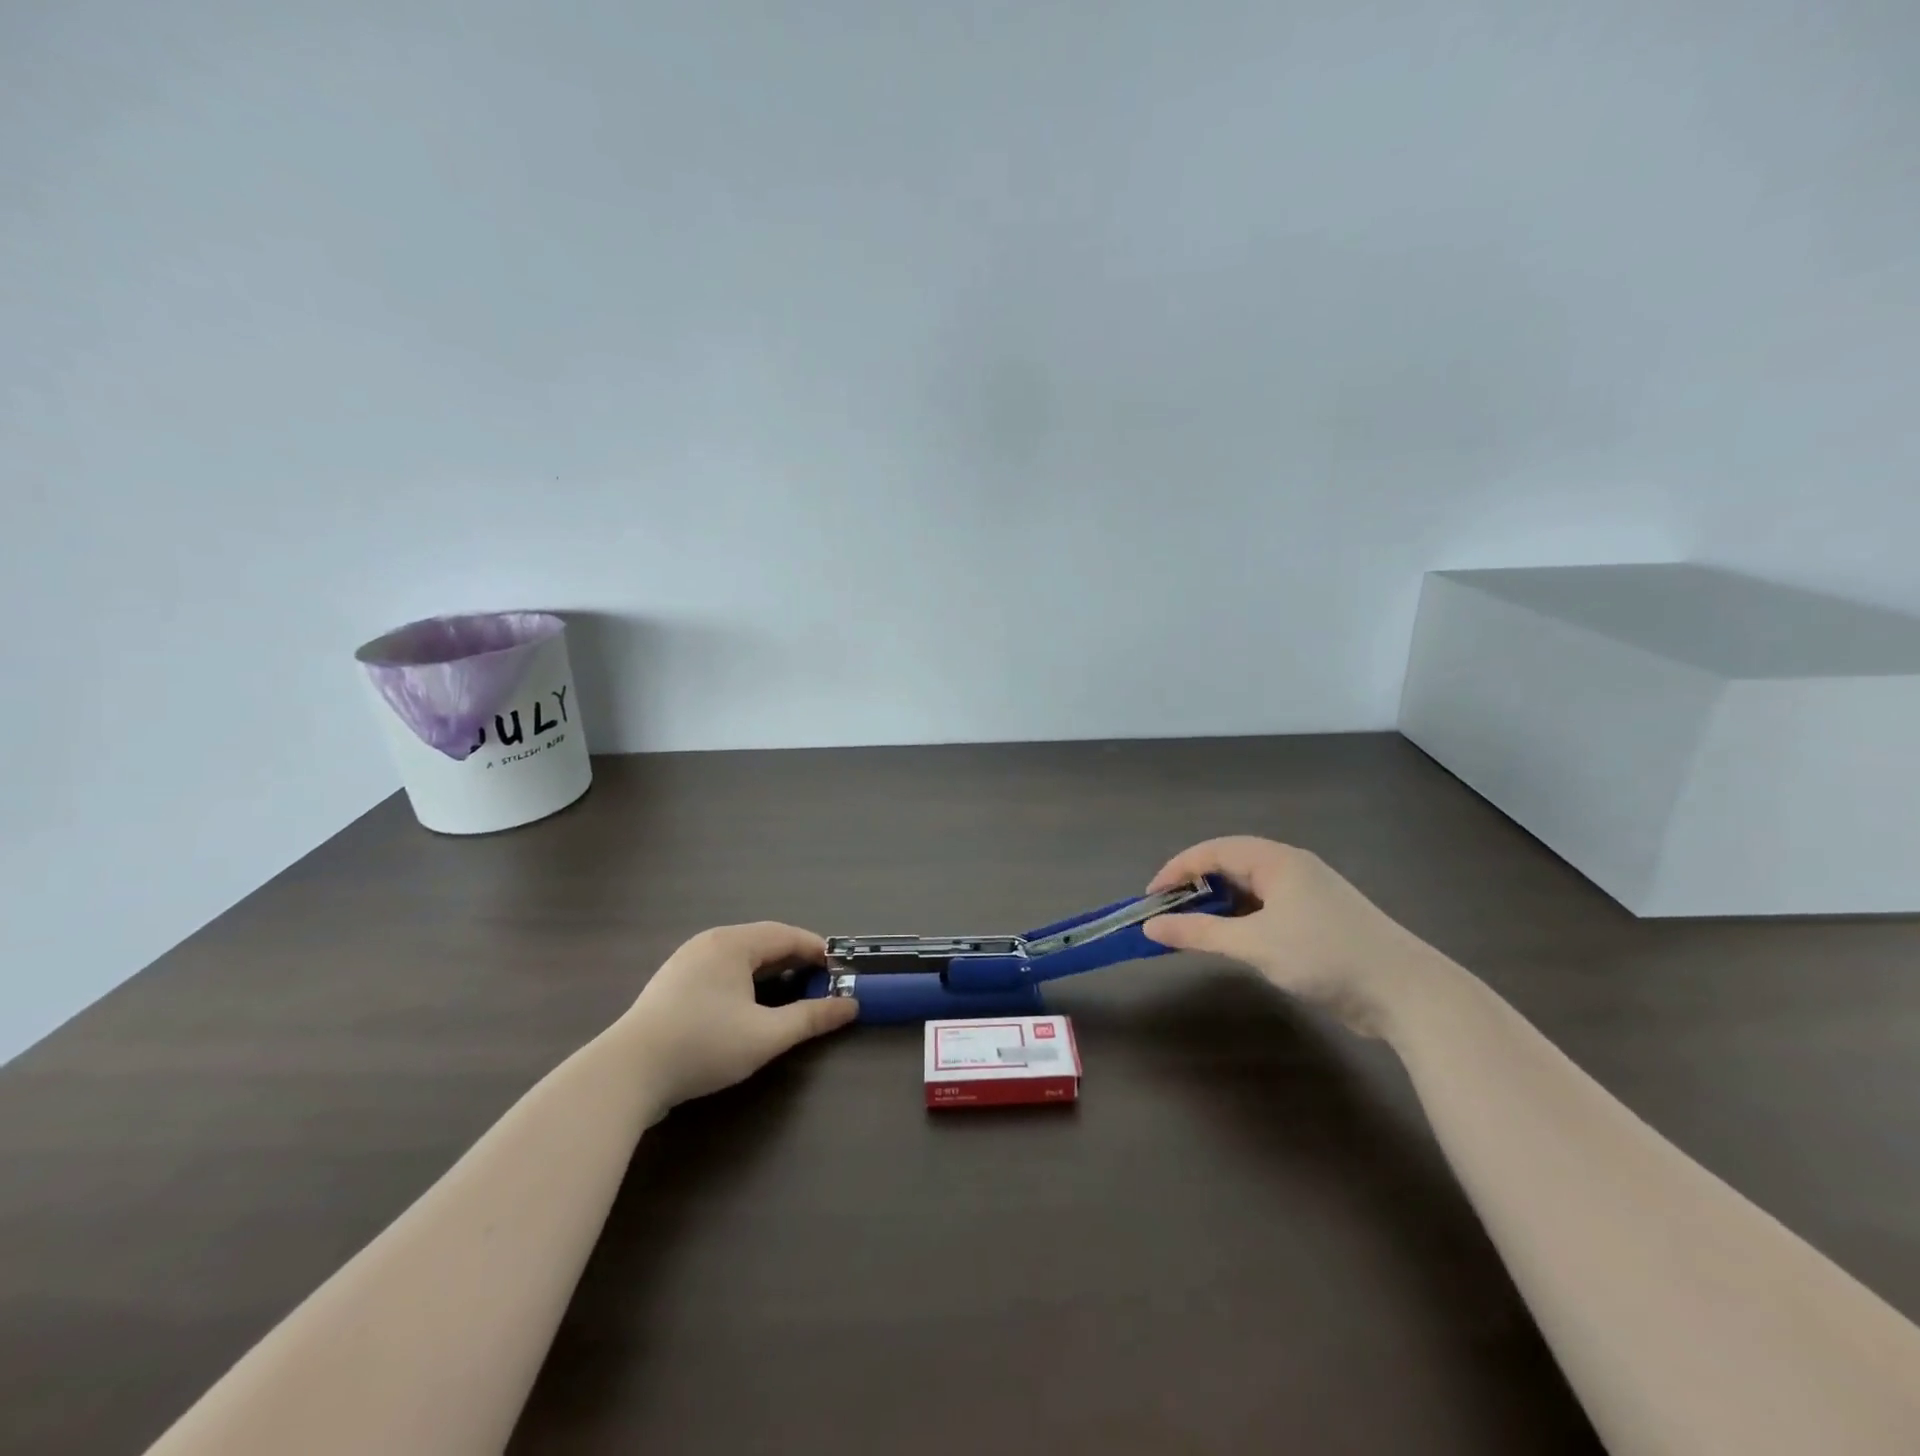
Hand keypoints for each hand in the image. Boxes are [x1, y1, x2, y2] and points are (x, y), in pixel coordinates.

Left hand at [617, 922, 857, 1110]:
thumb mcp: (766, 1035)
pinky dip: (745, 981)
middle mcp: (709, 942)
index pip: (787, 935)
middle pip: (763, 942)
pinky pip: (721, 970)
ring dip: (770, 972)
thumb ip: (811, 1018)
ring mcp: (686, 961)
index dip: (817, 951)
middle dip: (795, 961)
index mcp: (733, 943)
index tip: (840, 971)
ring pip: (740, 957)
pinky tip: (748, 1007)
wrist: (625, 1074)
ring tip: (790, 995)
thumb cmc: (703, 1045)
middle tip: (820, 984)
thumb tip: (850, 1006)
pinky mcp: (672, 984)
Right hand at [1142, 836, 1446, 1037]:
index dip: (1177, 869)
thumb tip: (1150, 928)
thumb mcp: (1254, 944)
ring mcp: (1308, 893)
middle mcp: (1291, 868)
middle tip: (1167, 913)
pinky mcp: (1319, 919)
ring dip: (1218, 904)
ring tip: (1192, 928)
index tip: (1151, 898)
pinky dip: (1241, 919)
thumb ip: (1199, 933)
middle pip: (1230, 864)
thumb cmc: (1324, 955)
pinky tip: (1231, 940)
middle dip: (1195, 886)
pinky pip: (1266, 907)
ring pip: (1249, 888)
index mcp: (1277, 860)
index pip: (1214, 850)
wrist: (1406, 992)